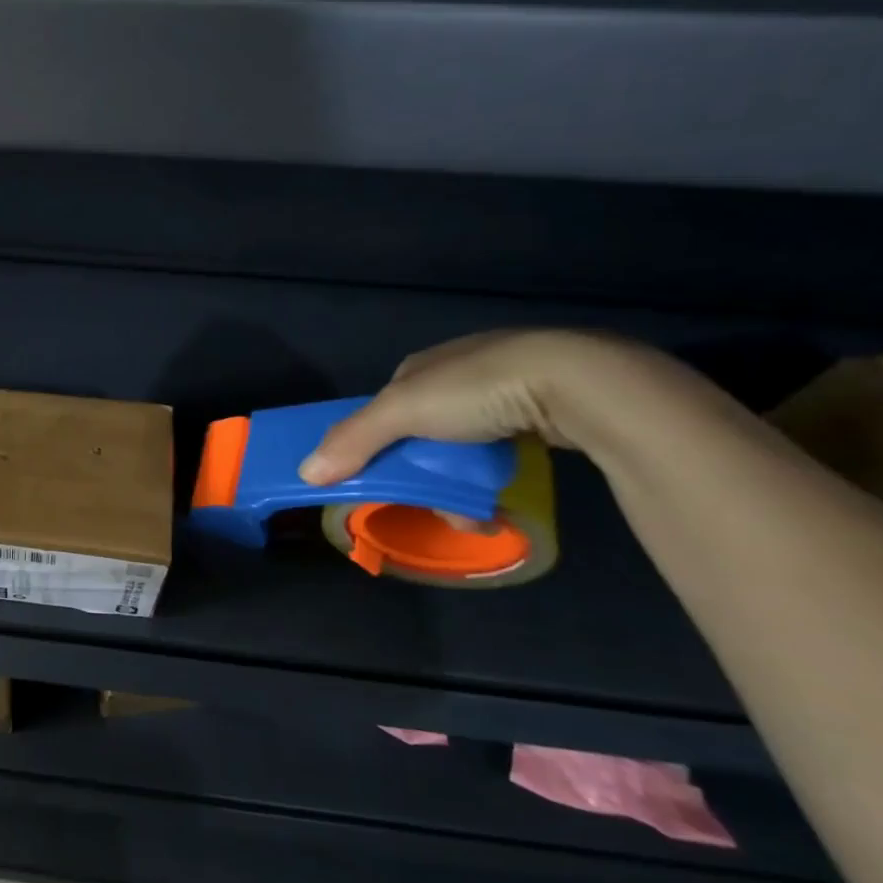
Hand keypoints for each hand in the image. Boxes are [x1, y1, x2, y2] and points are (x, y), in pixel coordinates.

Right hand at [298, 329, 638, 485]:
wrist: (577, 381)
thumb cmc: (476, 390)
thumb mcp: (402, 413)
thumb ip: (353, 441)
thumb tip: (304, 472)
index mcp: (420, 367)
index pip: (385, 411)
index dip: (377, 446)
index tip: (383, 480)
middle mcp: (457, 374)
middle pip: (423, 435)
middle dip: (425, 475)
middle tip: (439, 505)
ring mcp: (505, 389)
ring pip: (464, 448)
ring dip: (461, 485)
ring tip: (477, 515)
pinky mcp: (544, 408)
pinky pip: (504, 448)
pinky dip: (496, 475)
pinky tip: (504, 496)